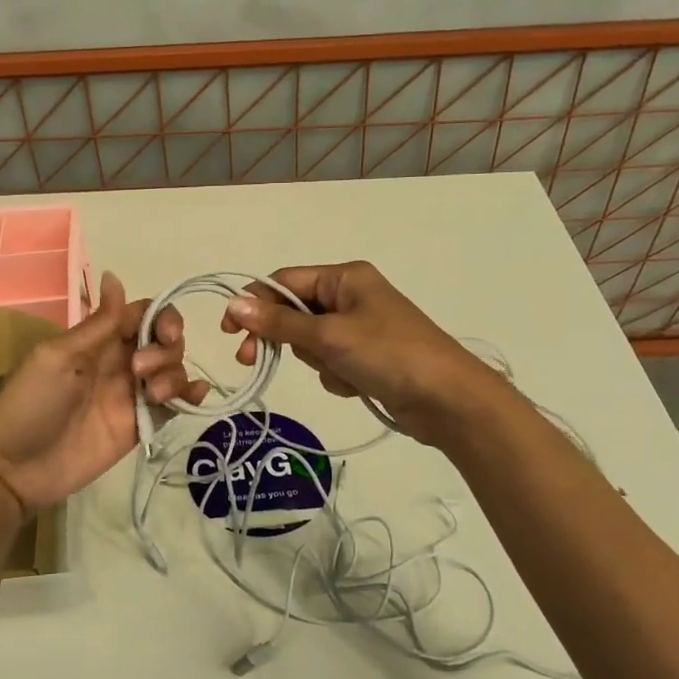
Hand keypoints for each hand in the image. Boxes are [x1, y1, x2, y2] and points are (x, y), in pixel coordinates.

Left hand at [0, 272, 205, 520]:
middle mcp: (120, 362)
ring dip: (174, 374)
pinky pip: (173, 404)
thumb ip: (97, 324)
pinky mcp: (139, 425)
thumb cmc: (30, 404)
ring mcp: (131, 395)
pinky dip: (190, 396)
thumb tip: (114, 274)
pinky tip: (193, 397)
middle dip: (167, 349)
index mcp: (98, 341)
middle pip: (164, 341)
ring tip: (152, 395)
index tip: (164, 333)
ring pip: (173, 370)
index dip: (162, 317)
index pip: (143, 315)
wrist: (14, 468)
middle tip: (140, 371)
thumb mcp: (59, 357)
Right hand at [220, 262, 504, 446]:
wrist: (449, 400)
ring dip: (317, 360)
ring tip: (342, 371)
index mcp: (345, 278)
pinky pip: (332, 362)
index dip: (254, 303)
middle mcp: (351, 296)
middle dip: (283, 337)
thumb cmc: (389, 355)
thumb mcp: (329, 336)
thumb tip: (233, 304)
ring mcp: (360, 328)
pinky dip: (337, 375)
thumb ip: (279, 323)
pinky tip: (358, 385)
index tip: (230, 331)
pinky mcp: (368, 357)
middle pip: (295, 312)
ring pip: (311, 342)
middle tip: (253, 359)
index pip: (285, 282)